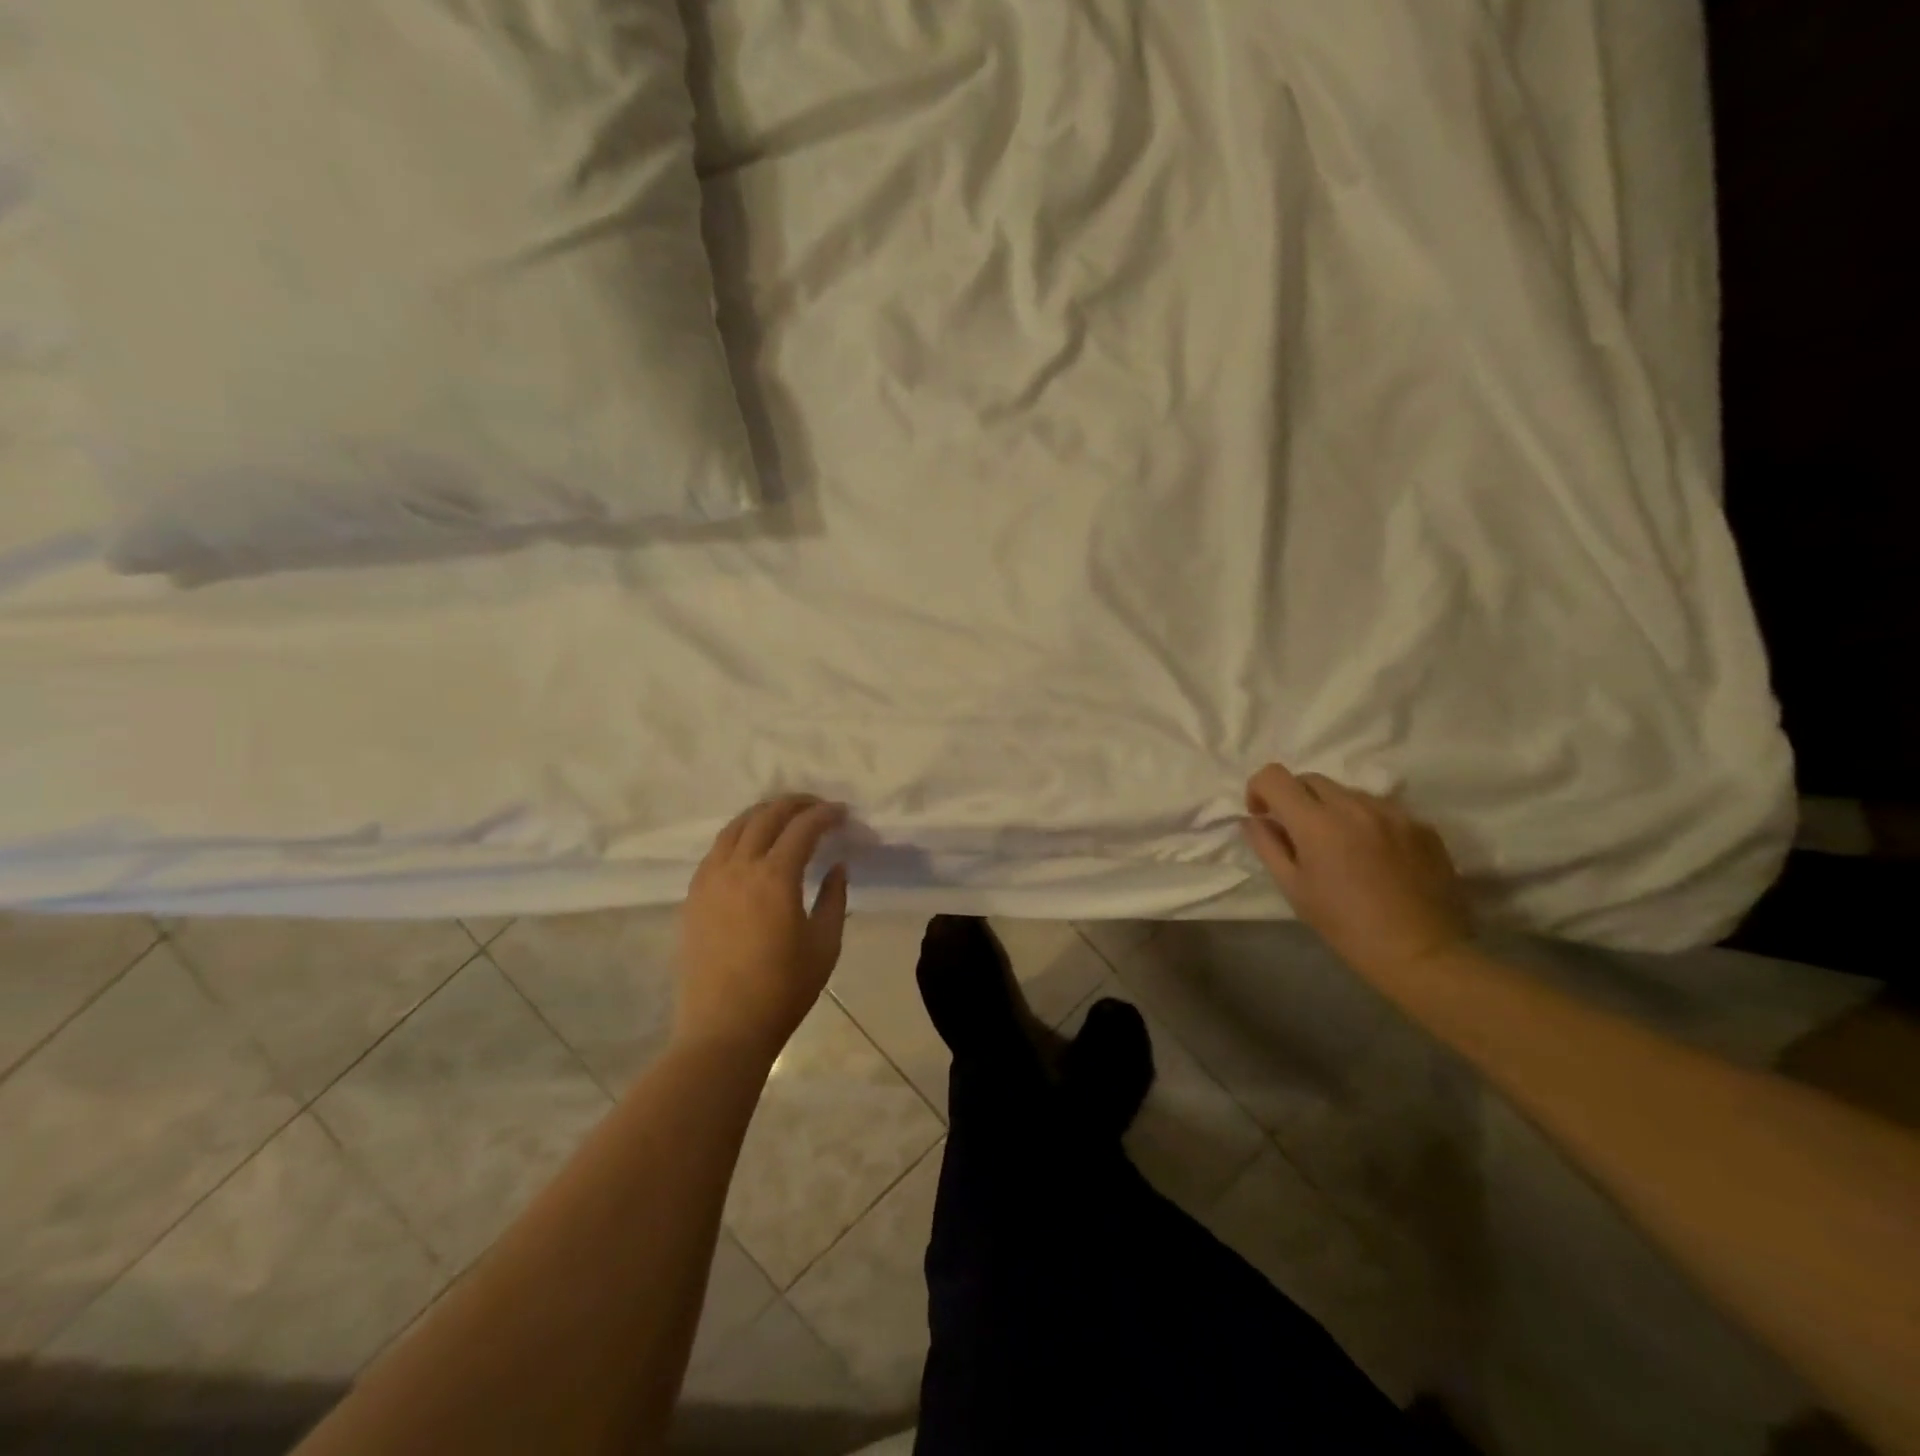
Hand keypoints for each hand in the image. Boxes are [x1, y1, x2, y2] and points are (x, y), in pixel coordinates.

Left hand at [677, 795, 849, 1061]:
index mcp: (775, 878)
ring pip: (735, 828)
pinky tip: (749, 846)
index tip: (842, 813)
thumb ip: (833, 898)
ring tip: (783, 816)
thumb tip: (836, 867)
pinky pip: (716, 850)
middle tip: (817, 806)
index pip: (802, 828)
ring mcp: (710, 880)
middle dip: (795, 804)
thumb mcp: (824, 945)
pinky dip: (738, 835)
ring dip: (762, 813)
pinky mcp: (693, 896)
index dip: (825, 814)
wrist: (724, 1029)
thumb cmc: (783, 990)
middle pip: (766, 816)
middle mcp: (738, 868)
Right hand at [1242, 763, 1468, 975]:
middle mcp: (1355, 807)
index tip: (1263, 815)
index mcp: (1317, 823)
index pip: (1275, 776)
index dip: (1259, 789)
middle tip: (1298, 833)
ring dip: (1332, 809)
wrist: (1421, 953)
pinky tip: (1374, 855)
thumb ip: (1267, 846)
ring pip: (1347, 792)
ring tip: (1341, 845)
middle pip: (1310, 779)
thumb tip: (1253, 820)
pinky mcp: (1422, 825)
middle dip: (1294, 798)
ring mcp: (1393, 813)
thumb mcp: (1294, 889)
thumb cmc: (1346, 926)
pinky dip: (1366, 821)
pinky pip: (1381, 809)